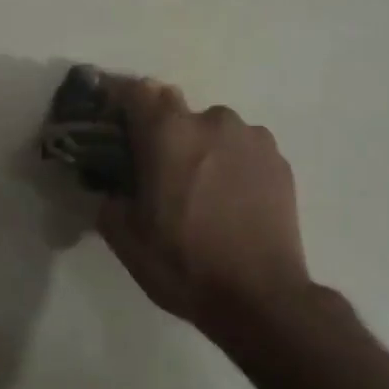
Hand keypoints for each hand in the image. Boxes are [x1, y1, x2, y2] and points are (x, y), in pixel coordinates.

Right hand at [97, 77, 309, 332]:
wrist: (261, 297)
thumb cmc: (183, 264)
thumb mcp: (125, 238)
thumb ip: (109, 198)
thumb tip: (113, 186)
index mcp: (168, 132)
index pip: (136, 91)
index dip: (120, 102)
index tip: (113, 124)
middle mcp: (212, 120)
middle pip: (176, 109)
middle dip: (162, 131)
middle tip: (158, 168)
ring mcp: (252, 137)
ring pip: (213, 129)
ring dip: (201, 147)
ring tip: (202, 189)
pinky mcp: (279, 160)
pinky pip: (243, 148)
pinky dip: (231, 162)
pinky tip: (231, 199)